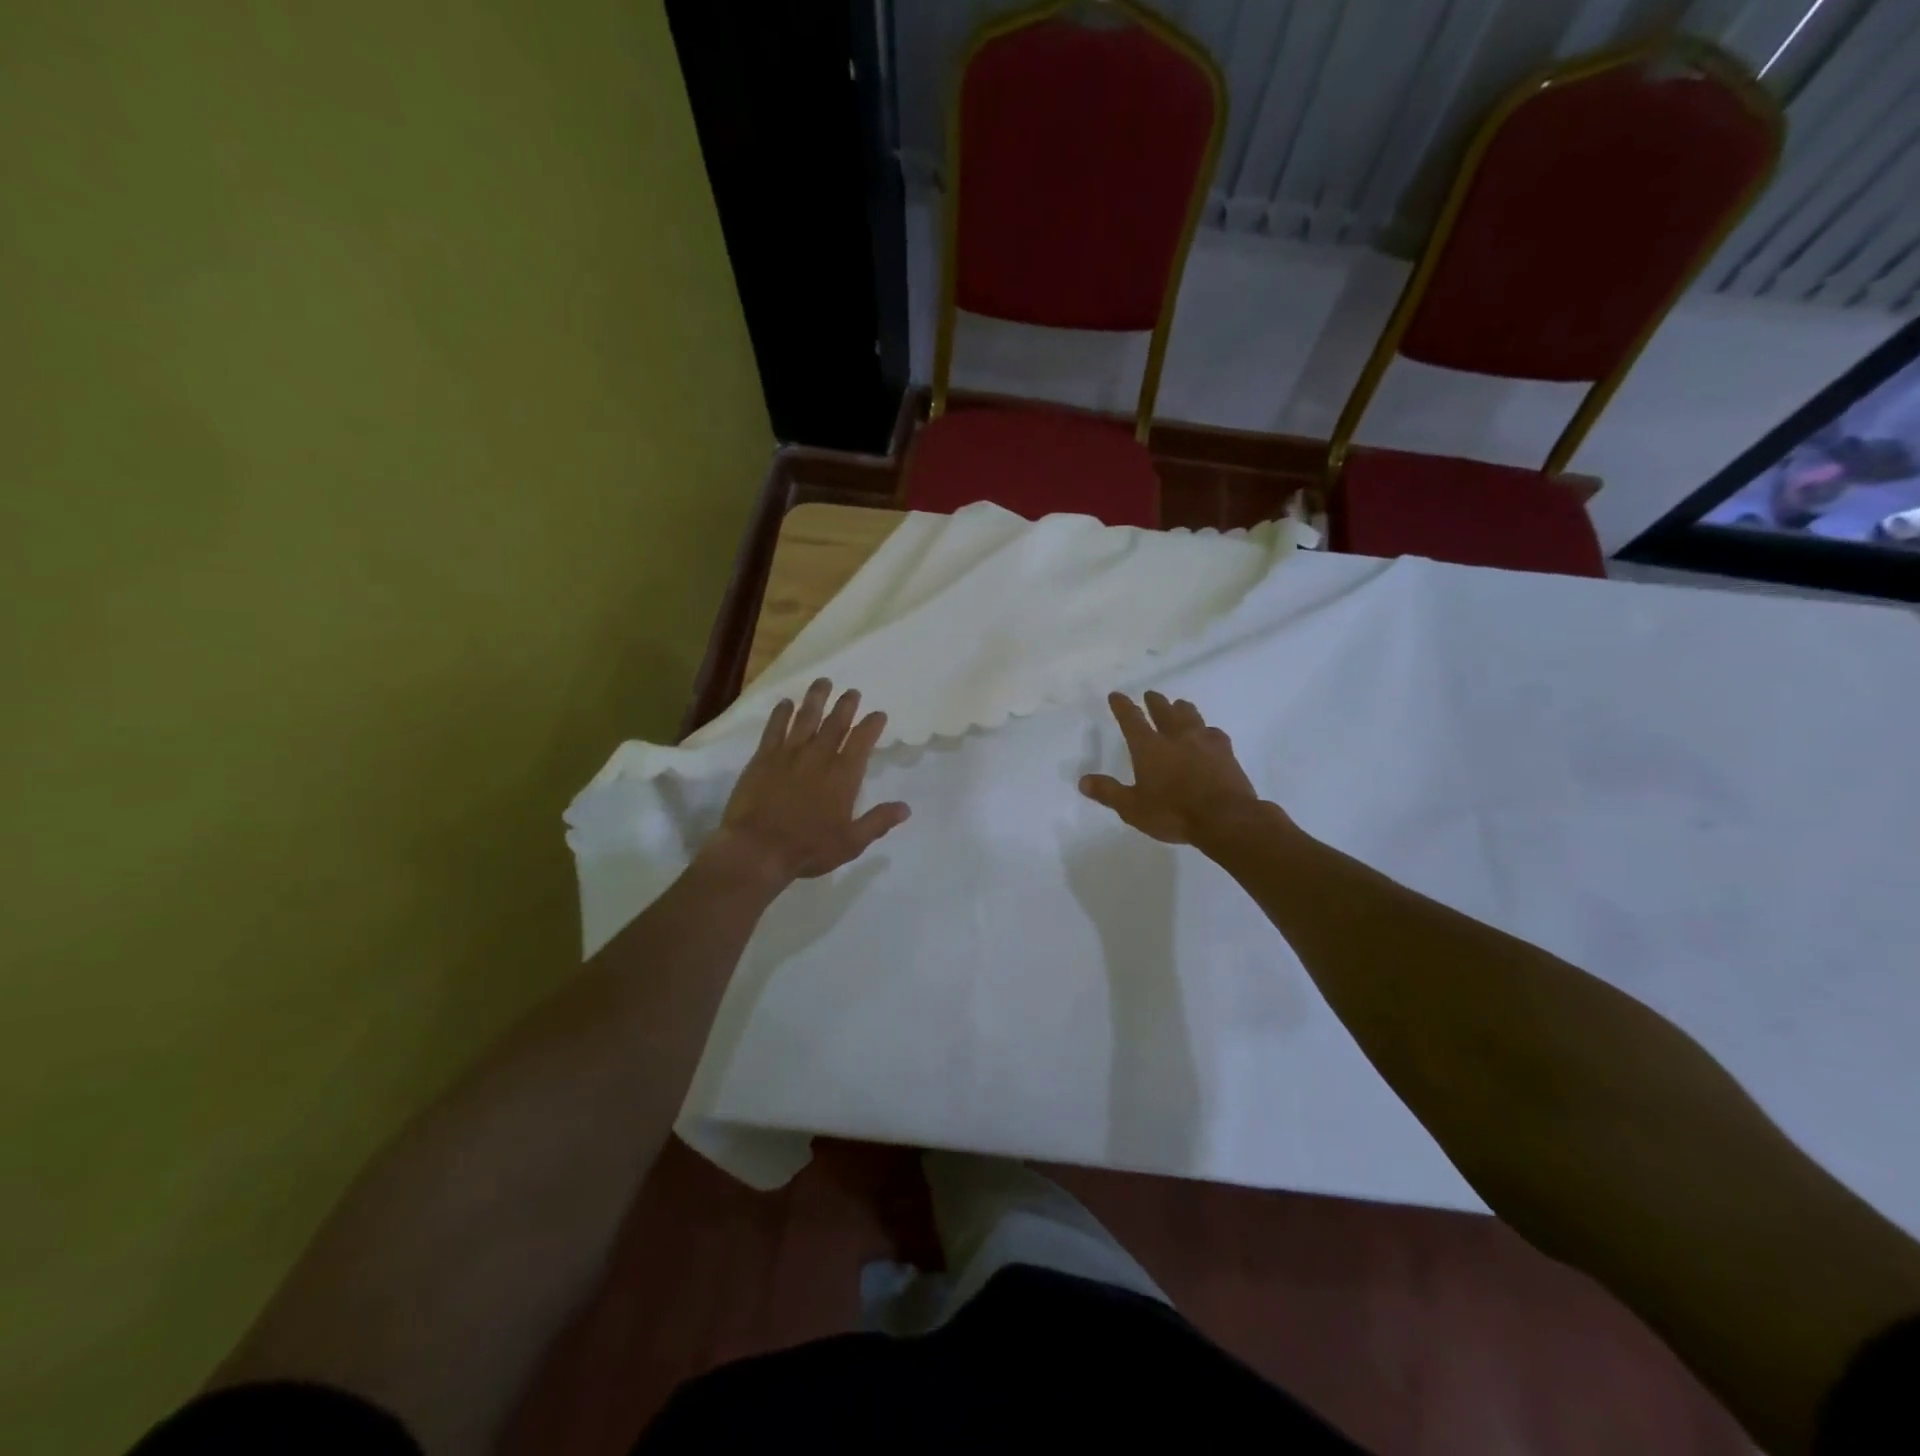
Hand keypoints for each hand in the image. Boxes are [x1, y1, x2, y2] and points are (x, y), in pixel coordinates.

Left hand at [703, 678, 910, 888]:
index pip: (862, 741)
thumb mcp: (851, 843)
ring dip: (816, 699)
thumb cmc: (808, 849)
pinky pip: (775, 728)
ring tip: (823, 682)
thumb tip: (906, 808)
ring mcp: (789, 754)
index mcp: (843, 776)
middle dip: (846, 705)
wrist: (757, 849)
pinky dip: (781, 713)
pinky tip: (785, 703)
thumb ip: (878, 822)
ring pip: (806, 718)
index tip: (878, 713)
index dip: (871, 725)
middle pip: (835, 723)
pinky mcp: (763, 758)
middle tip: (852, 692)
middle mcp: (819, 757)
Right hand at [1080, 691, 1263, 845]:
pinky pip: (1215, 733)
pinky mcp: (1226, 753)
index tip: (1116, 695)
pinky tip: (1210, 733)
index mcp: (1149, 747)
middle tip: (1151, 694)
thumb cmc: (1173, 813)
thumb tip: (1083, 781)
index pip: (1131, 720)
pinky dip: (1208, 731)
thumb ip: (1109, 792)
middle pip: (1164, 711)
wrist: (1225, 818)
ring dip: (1182, 708)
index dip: (1122, 706)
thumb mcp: (1132, 808)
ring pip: (1191, 716)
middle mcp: (1175, 737)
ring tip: (1180, 704)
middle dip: (1155, 702)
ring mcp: (1203, 742)